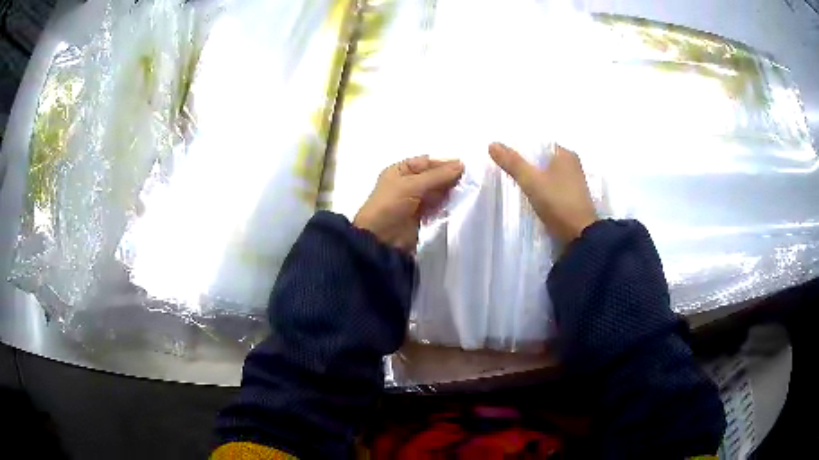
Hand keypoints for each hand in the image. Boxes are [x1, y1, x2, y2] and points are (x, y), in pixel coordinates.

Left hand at [354, 156, 463, 251]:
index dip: (444, 163)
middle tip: (469, 180)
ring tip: (466, 191)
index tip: (464, 167)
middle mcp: (407, 183)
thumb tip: (461, 165)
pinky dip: (446, 204)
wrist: (380, 239)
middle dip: (448, 178)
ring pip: (436, 192)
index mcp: (399, 171)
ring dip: (449, 191)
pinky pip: (436, 206)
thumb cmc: (390, 205)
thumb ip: (438, 176)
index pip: (426, 162)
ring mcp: (414, 200)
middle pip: (433, 176)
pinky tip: (458, 203)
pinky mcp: (420, 216)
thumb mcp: (412, 185)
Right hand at [489, 142, 596, 243]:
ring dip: (534, 178)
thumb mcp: (531, 181)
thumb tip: (492, 144)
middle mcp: (572, 165)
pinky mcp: (572, 198)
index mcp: (566, 154)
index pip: (539, 144)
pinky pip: (552, 187)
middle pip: (543, 159)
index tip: (505, 156)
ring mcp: (574, 183)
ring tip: (515, 183)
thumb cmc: (558, 202)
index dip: (522, 148)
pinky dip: (542, 189)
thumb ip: (512, 162)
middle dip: (527, 164)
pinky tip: (531, 196)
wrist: (579, 236)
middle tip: (507, 169)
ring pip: (547, 174)